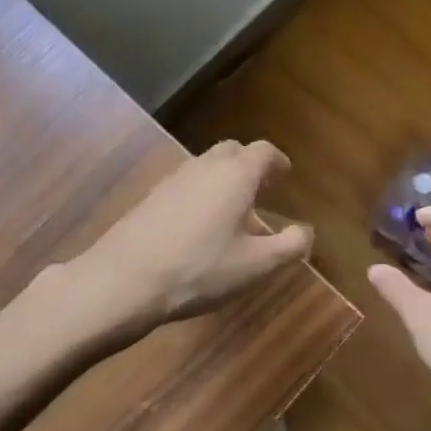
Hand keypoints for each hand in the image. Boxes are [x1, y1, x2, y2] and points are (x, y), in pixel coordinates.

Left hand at [81, 139, 311, 327]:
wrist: (124, 279)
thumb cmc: (200, 269)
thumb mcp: (256, 265)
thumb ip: (289, 246)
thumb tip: (306, 231)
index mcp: (236, 175)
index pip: (264, 151)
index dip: (278, 161)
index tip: (285, 175)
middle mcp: (205, 167)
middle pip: (232, 151)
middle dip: (249, 165)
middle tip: (261, 189)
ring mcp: (173, 179)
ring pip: (206, 166)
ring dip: (224, 179)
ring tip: (232, 212)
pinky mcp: (151, 197)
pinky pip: (186, 183)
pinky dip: (201, 193)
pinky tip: (199, 226)